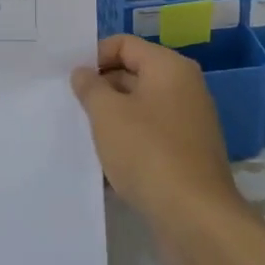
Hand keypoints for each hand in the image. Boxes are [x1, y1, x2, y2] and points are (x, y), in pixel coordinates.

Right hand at [71, 35, 248, 237]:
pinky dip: (127, 145)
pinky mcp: (187, 156)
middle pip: (133, 74)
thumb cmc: (148, 152)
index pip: (124, 44)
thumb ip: (90, 87)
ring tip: (82, 136)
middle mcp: (184, 89)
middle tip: (69, 107)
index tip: (69, 80)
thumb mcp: (107, 113)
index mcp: (169, 67)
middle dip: (100, 89)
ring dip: (111, 120)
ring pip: (139, 110)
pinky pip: (149, 138)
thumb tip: (83, 73)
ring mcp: (188, 124)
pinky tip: (104, 166)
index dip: (94, 56)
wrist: (195, 219)